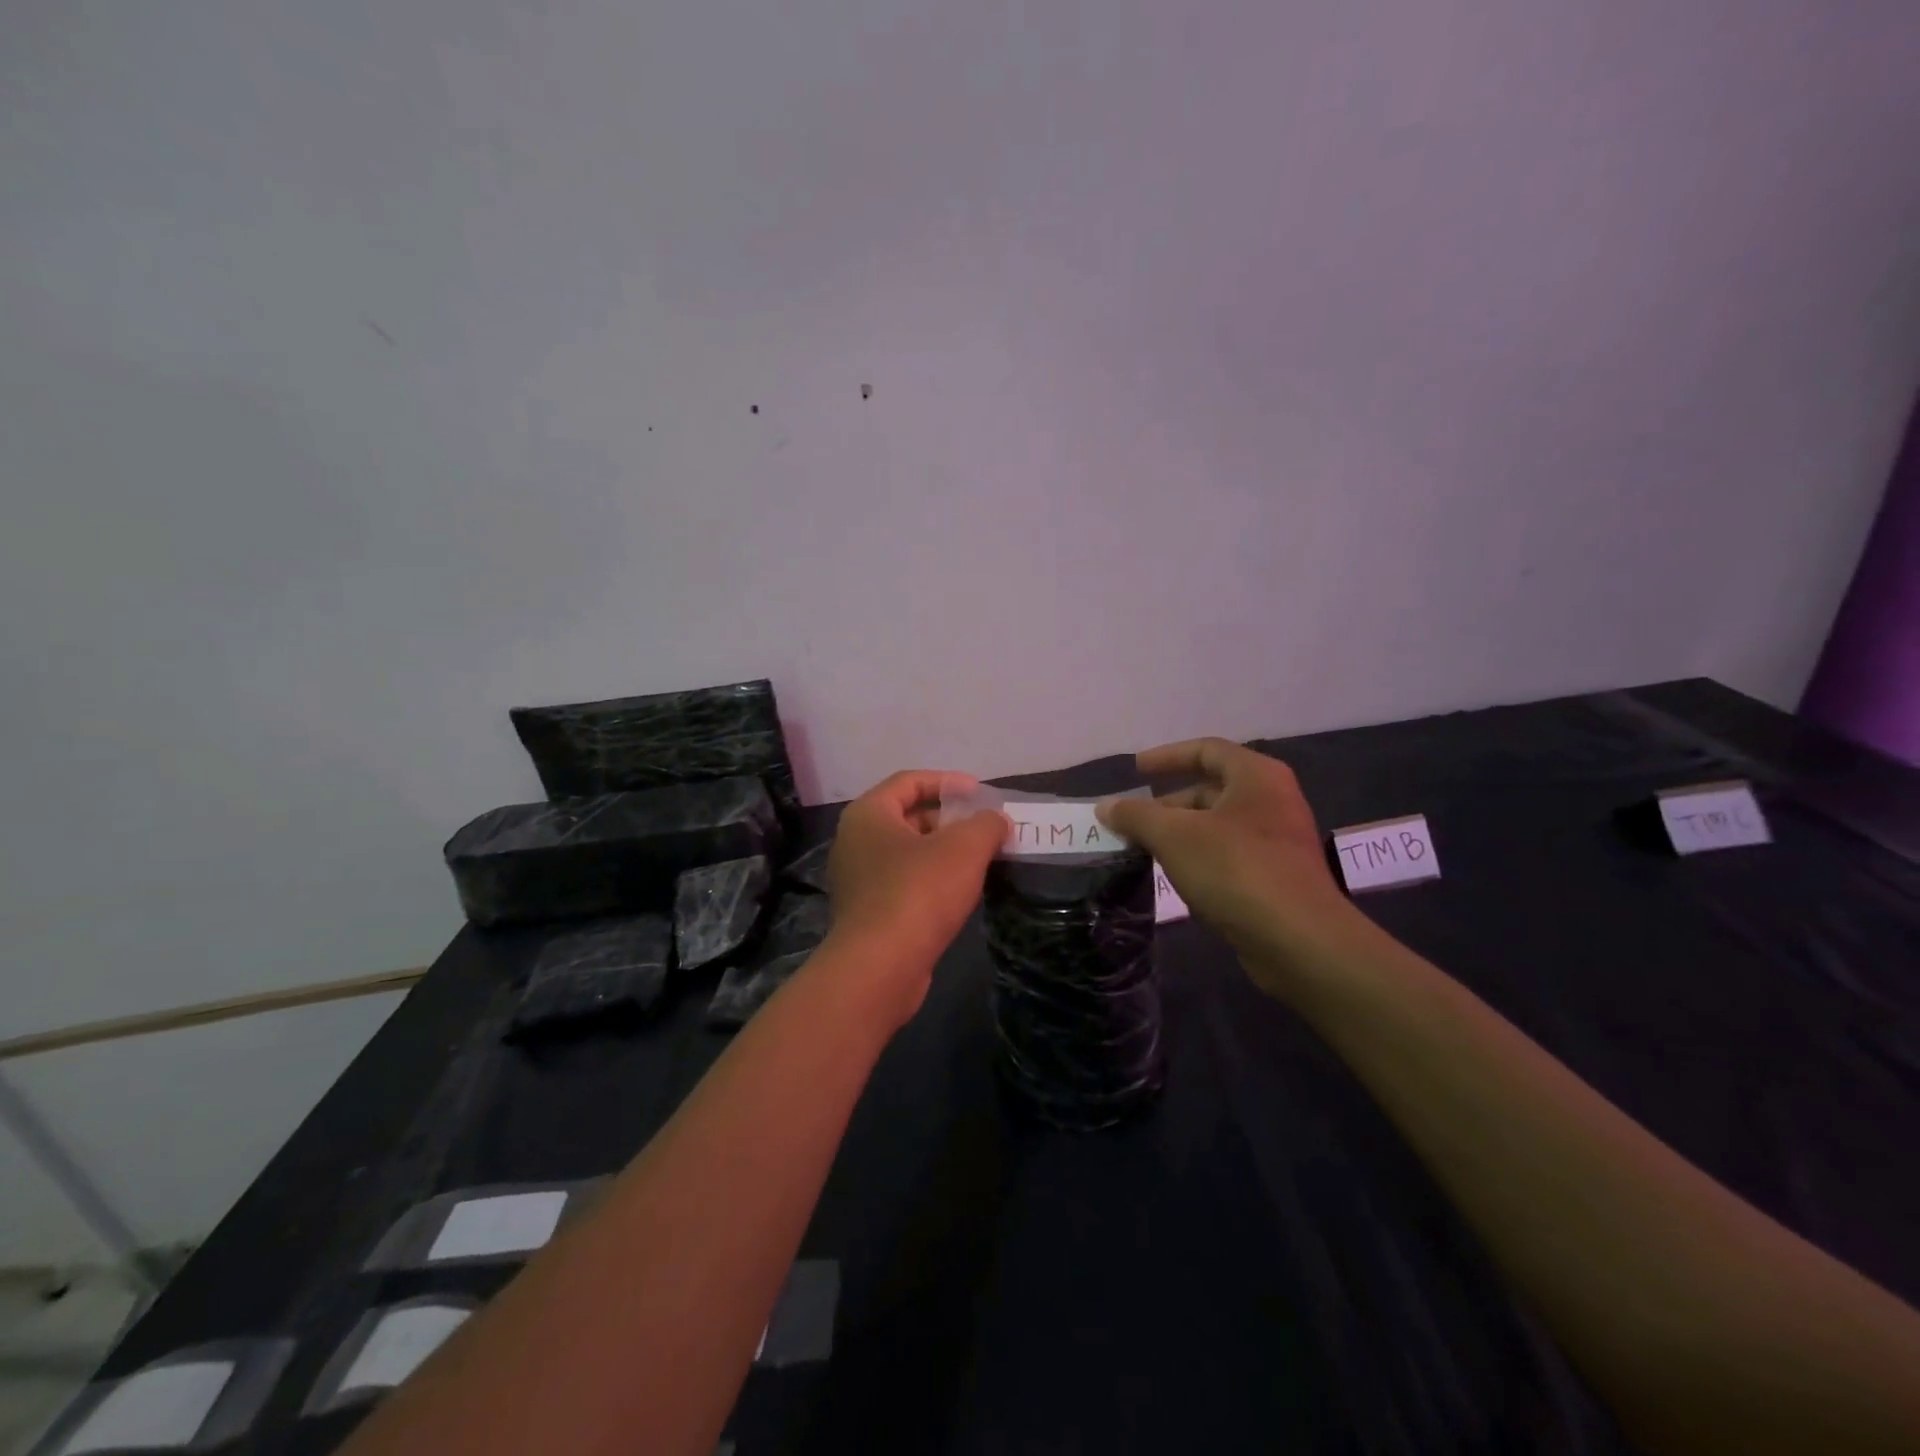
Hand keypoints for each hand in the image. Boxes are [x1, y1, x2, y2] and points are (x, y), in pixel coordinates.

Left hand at [824, 770, 1007, 1022]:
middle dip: (949, 820)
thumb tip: (997, 820)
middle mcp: (855, 841)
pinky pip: (903, 883)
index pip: (908, 781)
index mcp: (868, 814)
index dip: (947, 782)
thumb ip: (986, 825)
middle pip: (907, 817)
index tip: (979, 793)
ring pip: (907, 853)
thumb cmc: (918, 892)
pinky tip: (960, 893)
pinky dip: (932, 880)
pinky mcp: (867, 913)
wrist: (879, 968)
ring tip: (981, 859)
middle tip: (985, 829)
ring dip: (944, 852)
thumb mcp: (964, 849)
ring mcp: (857, 880)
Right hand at [1097, 739, 1364, 996]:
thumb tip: (1106, 806)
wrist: (1300, 942)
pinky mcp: (1277, 878)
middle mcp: (1273, 801)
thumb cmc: (1237, 871)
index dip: (1167, 756)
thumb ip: (1137, 816)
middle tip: (1133, 821)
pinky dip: (1199, 858)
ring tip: (1145, 850)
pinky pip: (1229, 855)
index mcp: (1256, 776)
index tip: (1136, 770)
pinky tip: (1175, 877)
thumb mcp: (1175, 836)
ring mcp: (1278, 841)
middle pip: (1211, 789)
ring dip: (1180, 834)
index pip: (1206, 750)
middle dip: (1168, 804)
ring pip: (1217, 826)